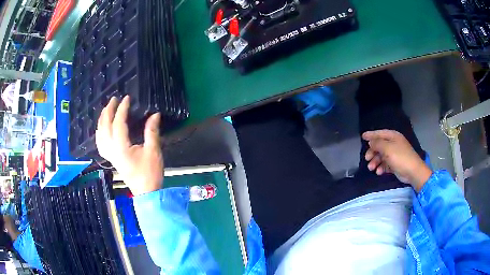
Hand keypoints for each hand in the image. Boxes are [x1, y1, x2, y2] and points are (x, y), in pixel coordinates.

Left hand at [96, 96, 163, 195]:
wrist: (145, 192)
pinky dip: (99, 133)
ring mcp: (110, 155)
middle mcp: (112, 150)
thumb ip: (152, 132)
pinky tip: (101, 129)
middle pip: (105, 127)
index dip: (122, 109)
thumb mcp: (153, 151)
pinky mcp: (111, 159)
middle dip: (108, 111)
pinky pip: (100, 143)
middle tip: (114, 99)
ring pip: (100, 135)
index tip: (127, 98)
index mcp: (121, 148)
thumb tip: (154, 115)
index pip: (118, 123)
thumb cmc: (150, 173)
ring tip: (106, 110)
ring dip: (101, 120)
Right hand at [362, 130, 431, 191]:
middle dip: (372, 152)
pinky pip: (385, 164)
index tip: (362, 137)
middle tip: (367, 159)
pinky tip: (378, 172)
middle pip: (379, 146)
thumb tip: (371, 142)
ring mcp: (394, 154)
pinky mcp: (395, 164)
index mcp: (393, 137)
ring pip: (381, 156)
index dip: (371, 135)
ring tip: (371, 168)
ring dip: (375, 162)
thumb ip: (377, 143)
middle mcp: (393, 144)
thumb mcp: (387, 148)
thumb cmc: (400, 157)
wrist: (412, 171)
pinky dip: (381, 168)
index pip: (380, 133)